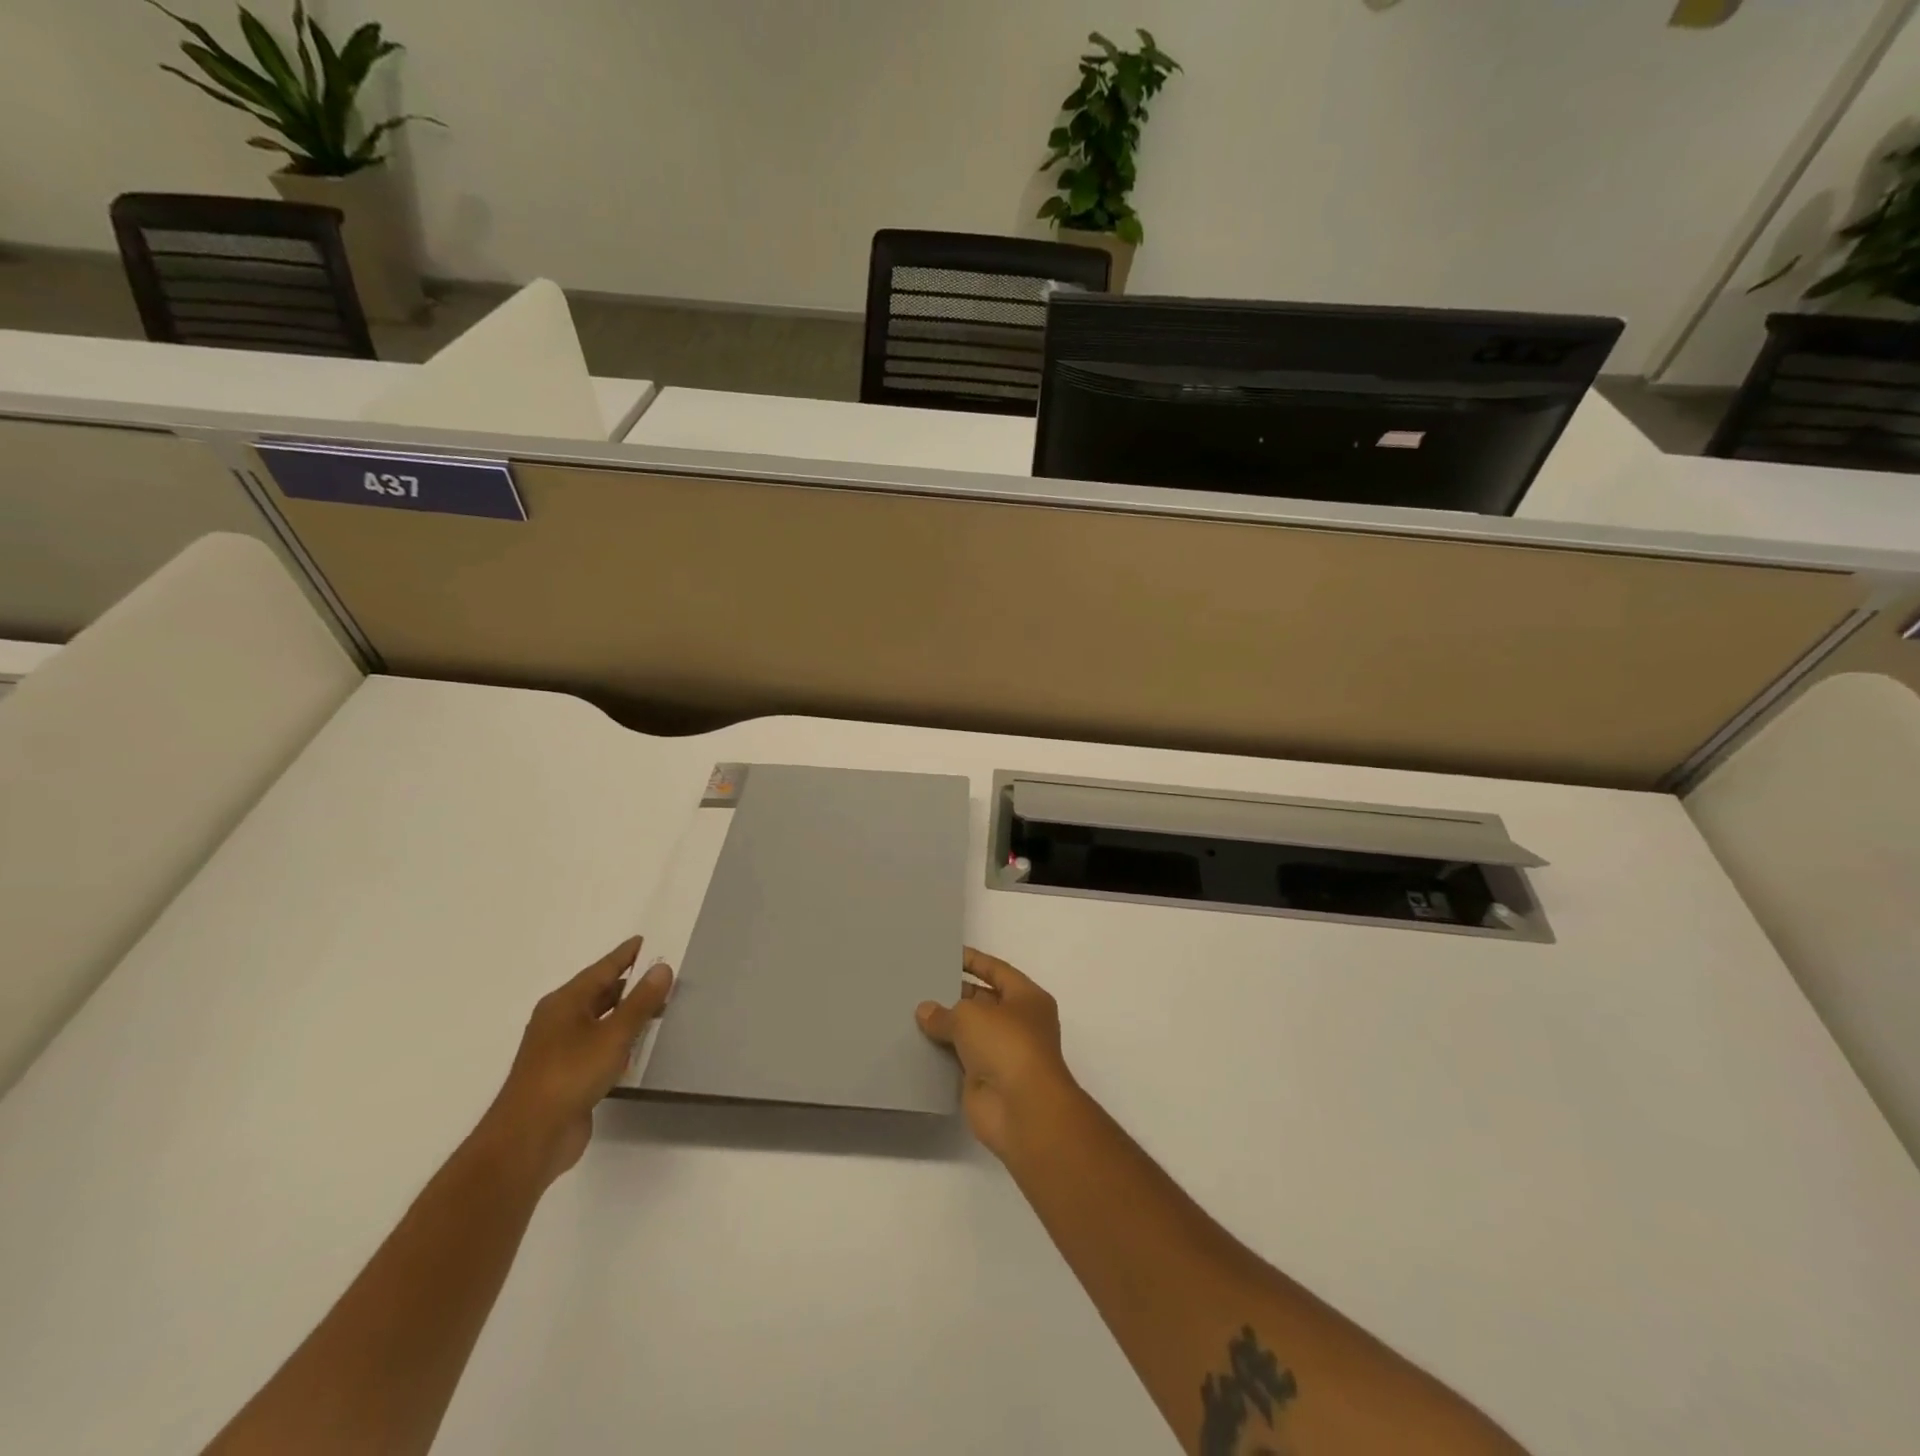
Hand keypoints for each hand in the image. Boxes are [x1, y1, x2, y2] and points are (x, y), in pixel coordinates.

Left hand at [481, 937, 673, 1185]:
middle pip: (600, 993)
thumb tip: (661, 967)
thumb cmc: (569, 1075)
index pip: (602, 969)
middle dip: (630, 984)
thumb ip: (640, 1001)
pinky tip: (638, 1046)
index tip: (648, 941)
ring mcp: (560, 1050)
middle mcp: (559, 1020)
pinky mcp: (566, 1076)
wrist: (529, 1139)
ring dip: (627, 1014)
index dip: (626, 955)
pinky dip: (619, 1040)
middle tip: (664, 975)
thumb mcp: (613, 1035)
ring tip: (660, 1007)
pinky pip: (598, 1046)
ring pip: (600, 1021)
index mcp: (564, 1002)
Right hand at [916, 947, 1078, 1158]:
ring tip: (910, 1011)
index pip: (997, 971)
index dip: (973, 961)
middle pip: (982, 1001)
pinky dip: (941, 1054)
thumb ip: (945, 1011)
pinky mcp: (985, 1081)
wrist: (1022, 1109)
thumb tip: (925, 1011)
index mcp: (1027, 998)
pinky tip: (914, 1044)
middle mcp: (1018, 1023)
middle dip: (954, 994)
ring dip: (945, 1027)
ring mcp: (1003, 1054)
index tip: (946, 954)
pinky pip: (959, 1061)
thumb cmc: (1006, 1045)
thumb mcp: (971, 1016)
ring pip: (969, 1033)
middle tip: (920, 984)